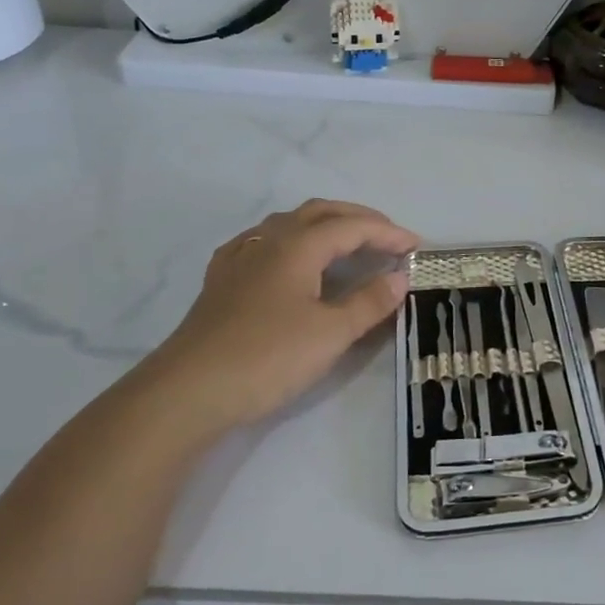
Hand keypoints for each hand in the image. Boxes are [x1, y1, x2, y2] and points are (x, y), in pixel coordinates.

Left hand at [142, 199, 417, 433]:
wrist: (188, 391)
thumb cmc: (267, 357)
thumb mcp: (331, 333)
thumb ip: (369, 302)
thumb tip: (400, 278)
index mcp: (298, 245)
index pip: (352, 227)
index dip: (387, 233)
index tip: (416, 246)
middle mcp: (269, 241)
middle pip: (320, 213)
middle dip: (358, 218)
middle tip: (388, 236)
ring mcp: (240, 259)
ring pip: (288, 224)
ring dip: (323, 225)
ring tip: (345, 243)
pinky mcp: (221, 281)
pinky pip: (262, 243)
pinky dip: (289, 240)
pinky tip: (287, 257)